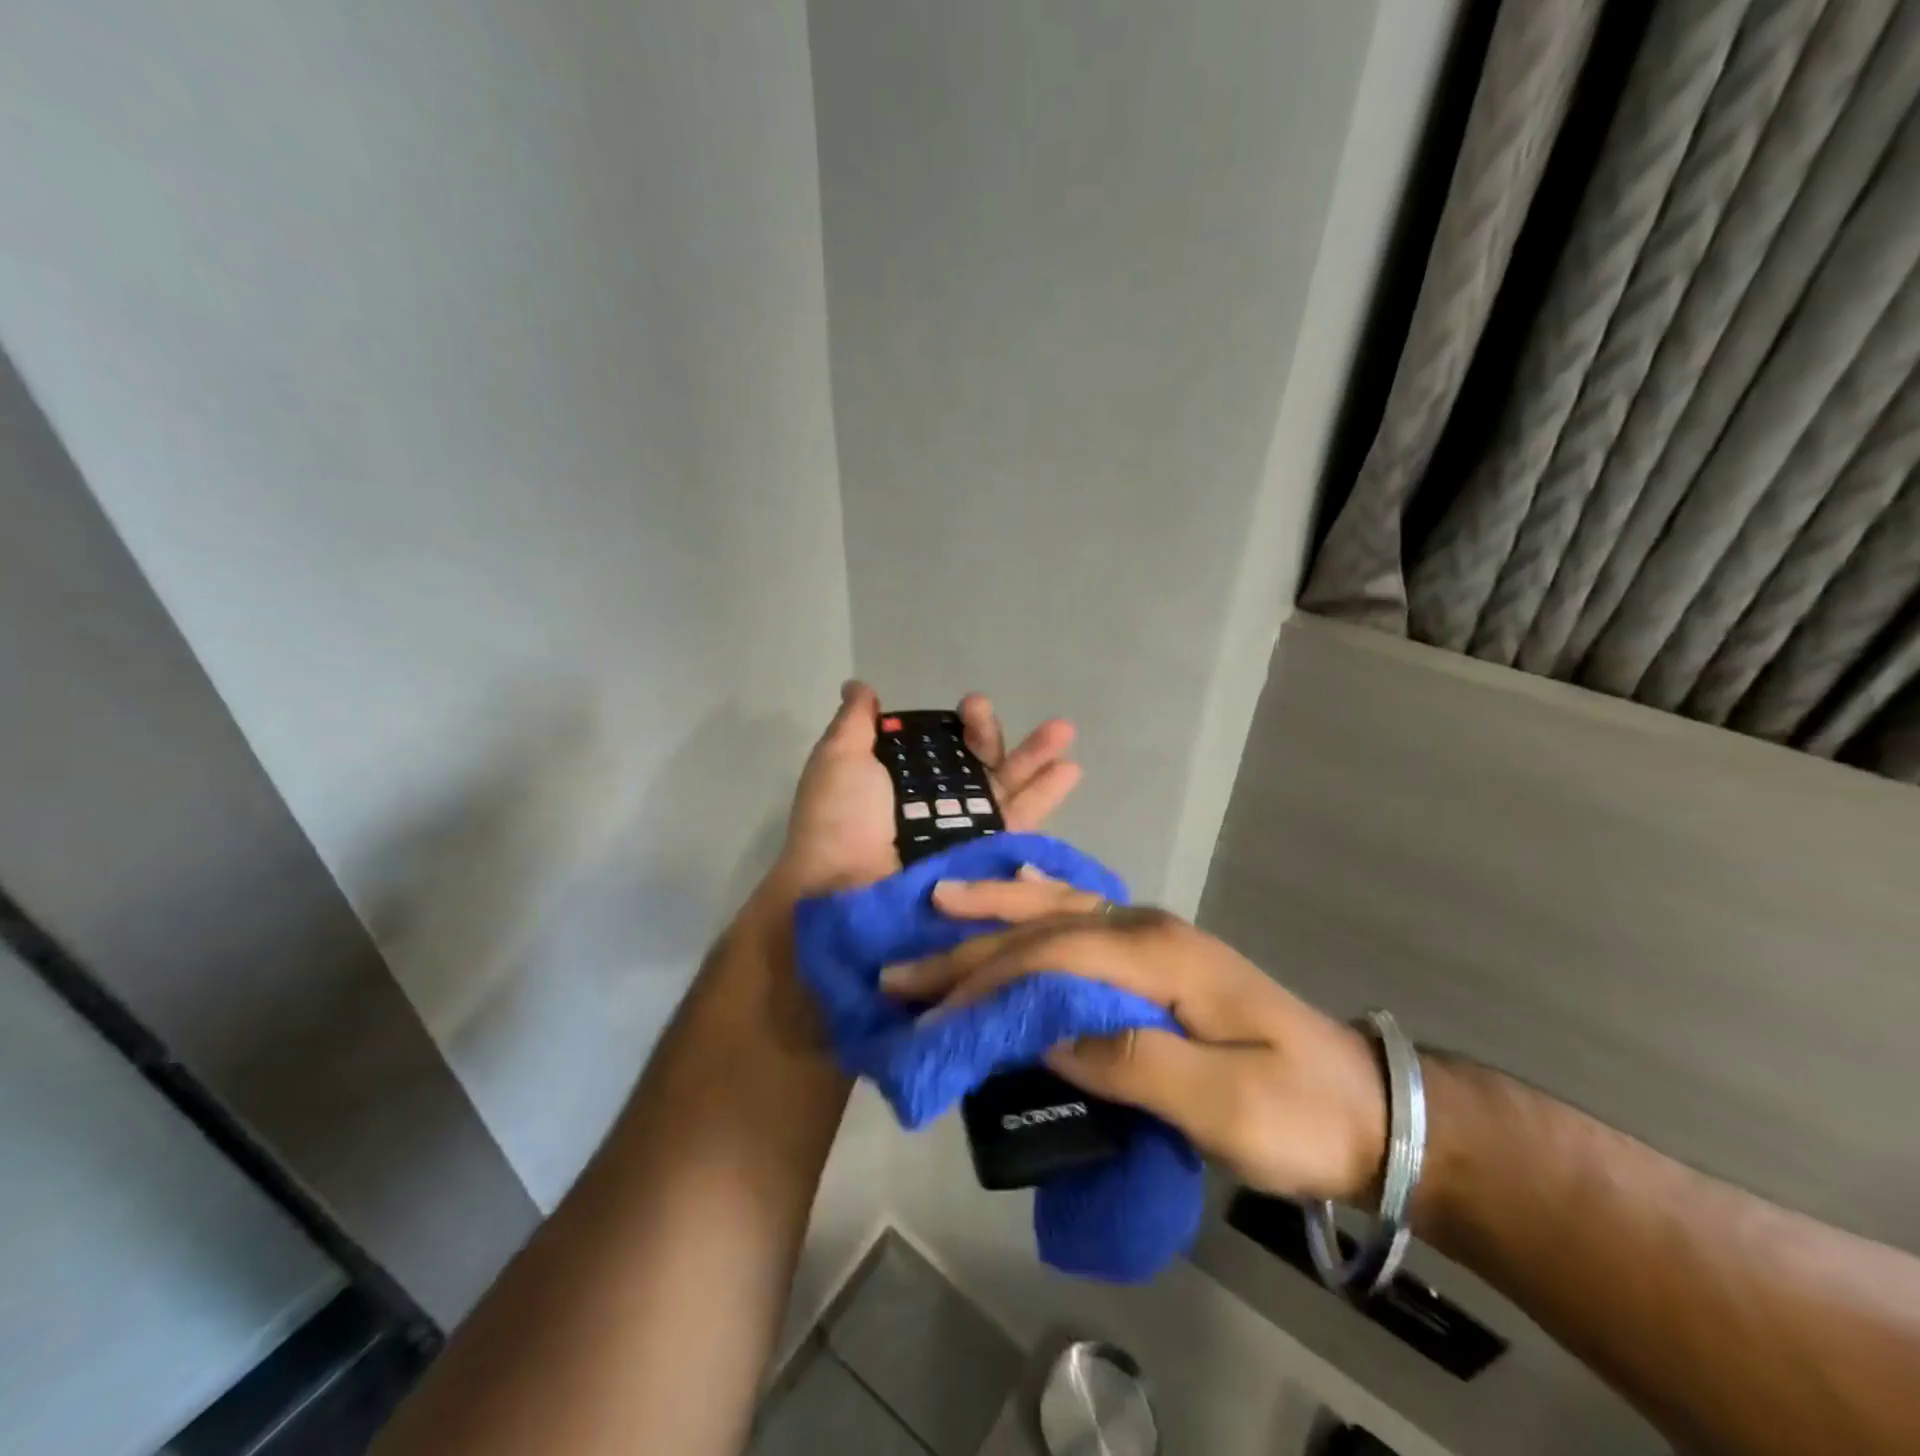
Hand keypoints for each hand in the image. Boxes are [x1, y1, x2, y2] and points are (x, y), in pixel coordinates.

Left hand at [775, 682, 1082, 897]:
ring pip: (1007, 789)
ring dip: (1037, 758)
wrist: (844, 890)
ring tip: (1064, 731)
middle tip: (1000, 714)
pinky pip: (1019, 825)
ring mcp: (964, 832)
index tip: (971, 706)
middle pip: (981, 763)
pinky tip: (1070, 770)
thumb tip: (860, 686)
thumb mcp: (839, 760)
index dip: (963, 725)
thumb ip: (855, 724)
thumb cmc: (839, 821)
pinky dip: (1045, 797)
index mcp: (906, 779)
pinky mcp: (984, 858)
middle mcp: (939, 804)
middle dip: (997, 736)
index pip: (946, 745)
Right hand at [880, 874, 1387, 1203]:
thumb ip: (1136, 1062)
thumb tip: (1048, 1036)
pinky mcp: (1155, 954)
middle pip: (1044, 927)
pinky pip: (1080, 914)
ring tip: (939, 903)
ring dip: (996, 910)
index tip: (931, 1014)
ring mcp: (1152, 934)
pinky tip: (1014, 893)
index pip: (1053, 956)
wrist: (1367, 1105)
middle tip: (905, 969)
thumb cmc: (1299, 1113)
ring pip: (1058, 908)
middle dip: (971, 947)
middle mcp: (1147, 927)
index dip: (987, 982)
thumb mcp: (1226, 1106)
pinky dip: (1036, 904)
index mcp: (1160, 955)